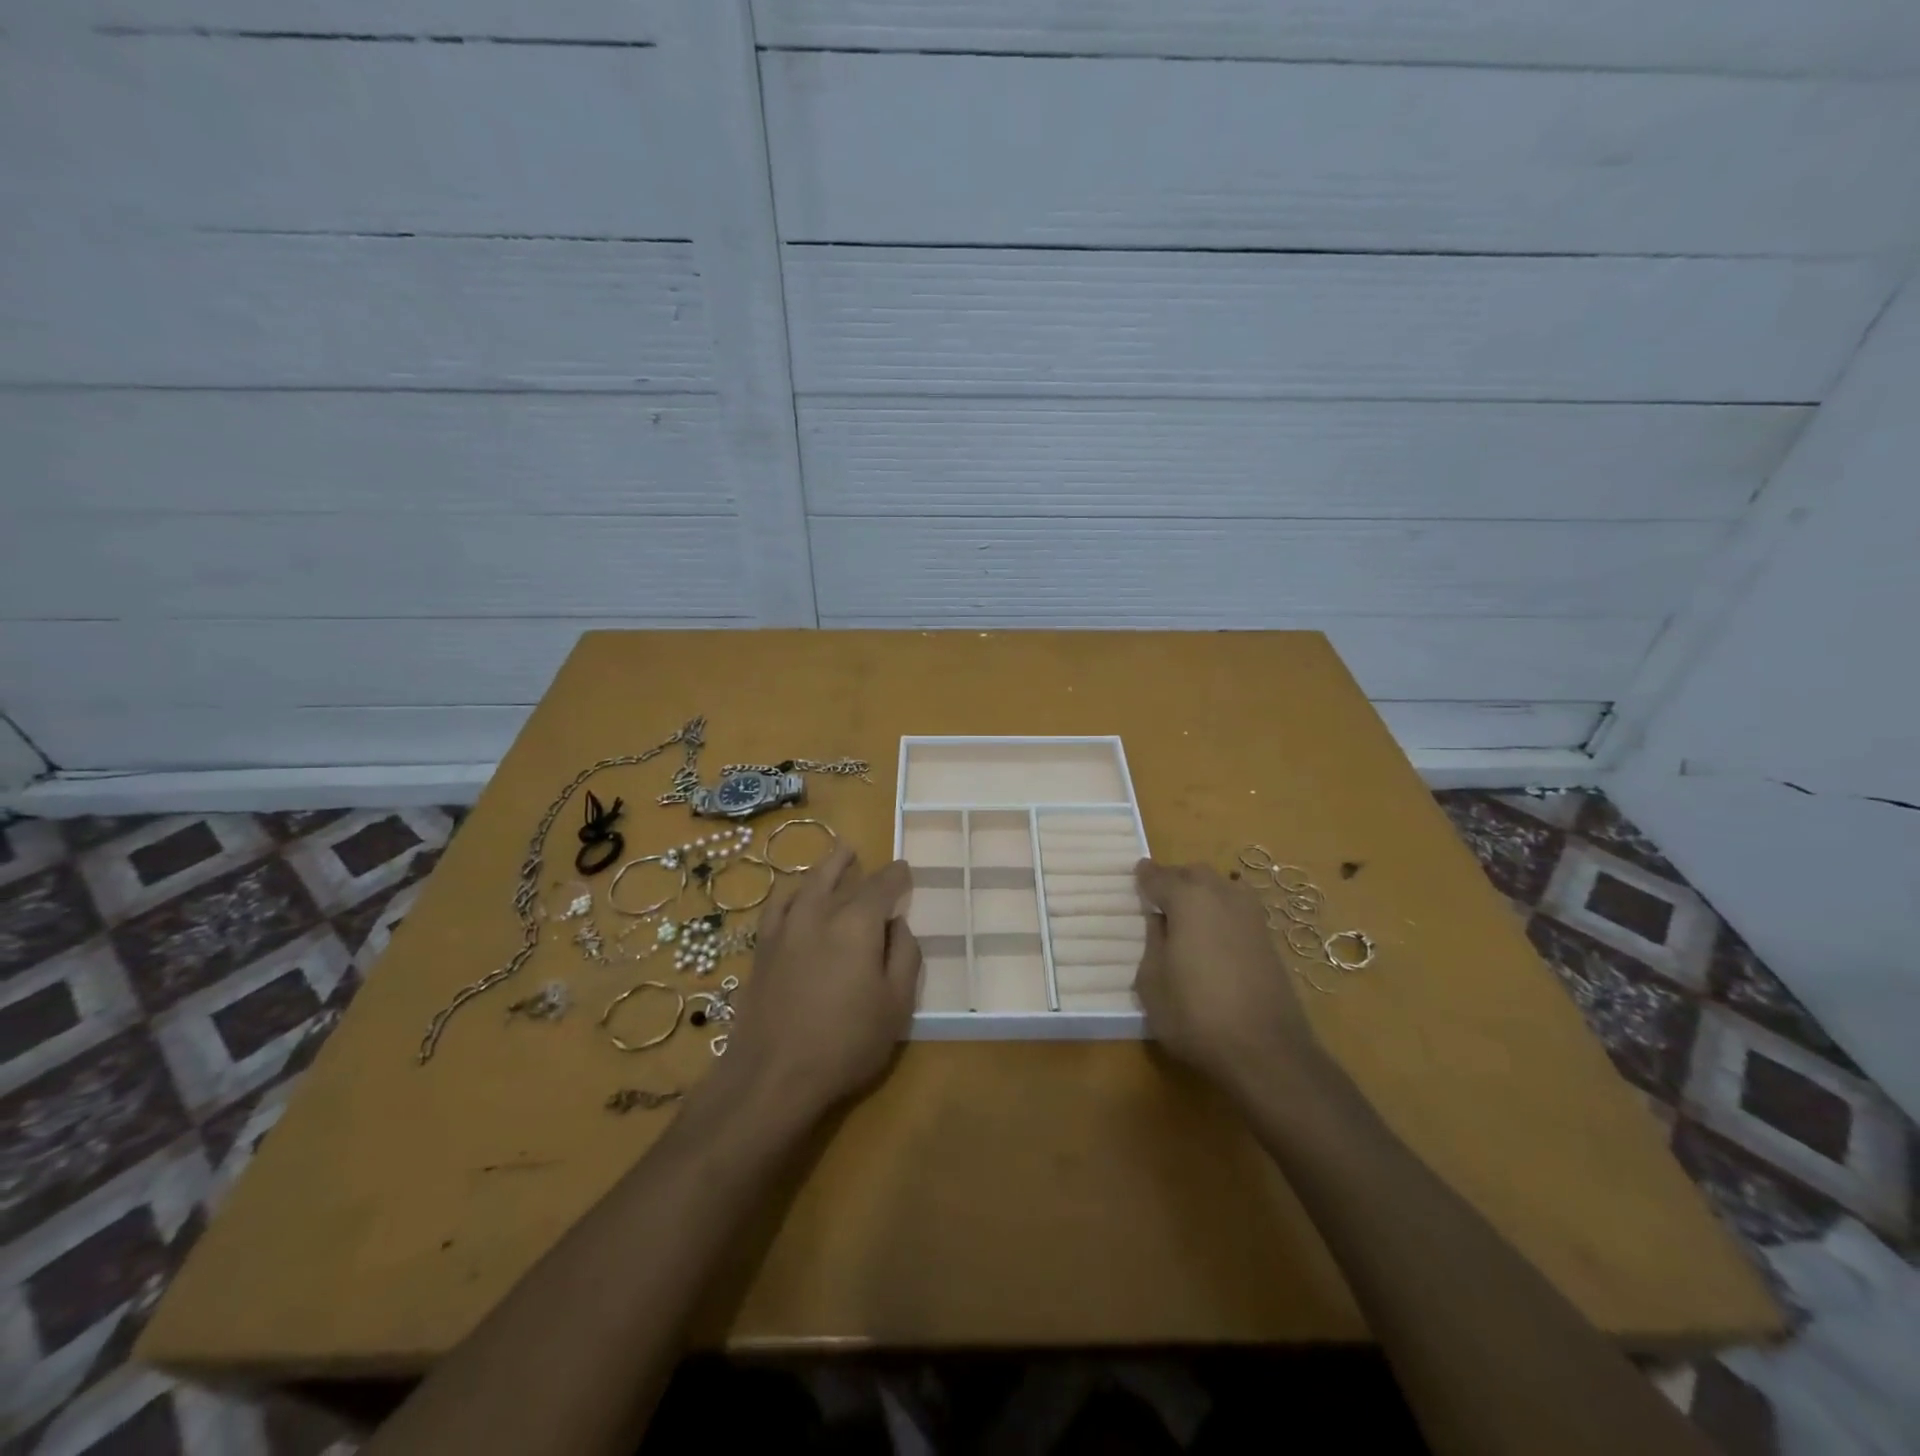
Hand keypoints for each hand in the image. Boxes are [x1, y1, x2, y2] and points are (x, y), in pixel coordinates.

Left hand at [719, 845, 920, 1119]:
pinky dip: (790, 894)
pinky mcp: (761, 949)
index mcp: (857, 924)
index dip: (896, 875)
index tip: (905, 870)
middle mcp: (818, 914)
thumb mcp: (896, 1005)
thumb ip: (904, 956)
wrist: (772, 1076)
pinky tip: (794, 897)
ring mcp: (784, 929)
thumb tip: (898, 925)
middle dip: (853, 864)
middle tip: (860, 852)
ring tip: (834, 859)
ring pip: (805, 885)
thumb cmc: (846, 1043)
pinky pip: (777, 907)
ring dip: (823, 868)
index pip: (881, 886)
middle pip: (839, 878)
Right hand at [1133, 859, 1321, 1100]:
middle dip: (1175, 880)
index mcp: (1188, 898)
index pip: (1159, 876)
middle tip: (1159, 899)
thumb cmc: (1195, 1014)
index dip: (1145, 876)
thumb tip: (1160, 921)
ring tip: (1187, 916)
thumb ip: (1152, 942)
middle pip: (1194, 874)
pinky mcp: (1269, 938)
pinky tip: (1213, 935)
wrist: (1266, 1051)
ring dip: (1202, 893)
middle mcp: (1222, 895)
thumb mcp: (1152, 982)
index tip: (1136, 874)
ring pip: (1221, 887)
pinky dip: (1222, 912)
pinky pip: (1238, 909)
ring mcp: (1251, 915)